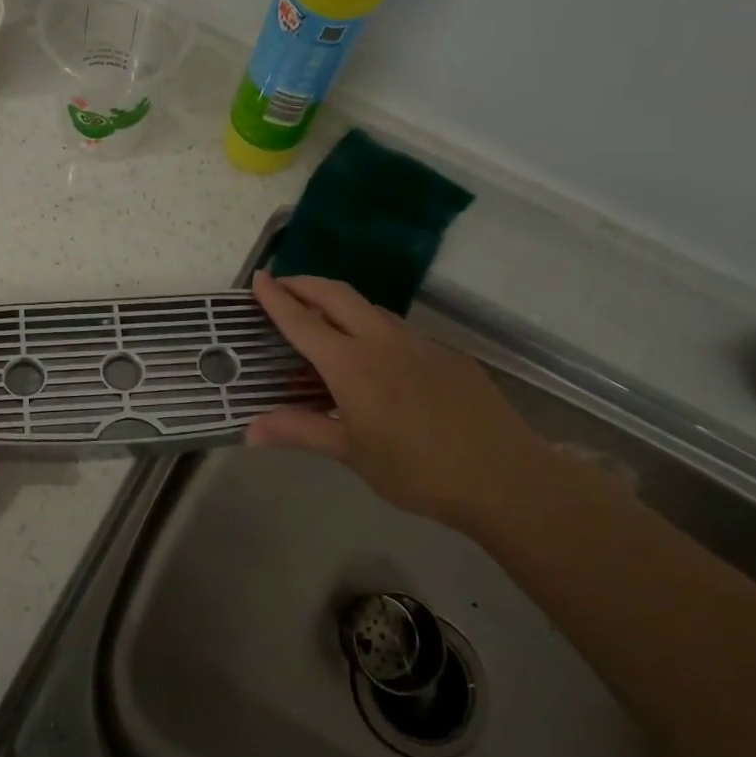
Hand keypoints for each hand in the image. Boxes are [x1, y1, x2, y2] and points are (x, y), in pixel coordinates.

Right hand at [248, 272, 580, 533]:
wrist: (505, 478)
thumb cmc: (417, 471)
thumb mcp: (351, 454)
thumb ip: (301, 431)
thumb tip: (250, 431)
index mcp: (351, 365)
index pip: (303, 321)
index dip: (277, 298)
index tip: (259, 278)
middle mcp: (382, 341)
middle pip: (337, 294)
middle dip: (306, 284)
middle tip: (284, 286)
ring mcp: (419, 342)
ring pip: (371, 308)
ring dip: (340, 303)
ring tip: (325, 320)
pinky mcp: (448, 353)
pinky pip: (400, 330)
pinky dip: (374, 328)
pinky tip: (378, 359)